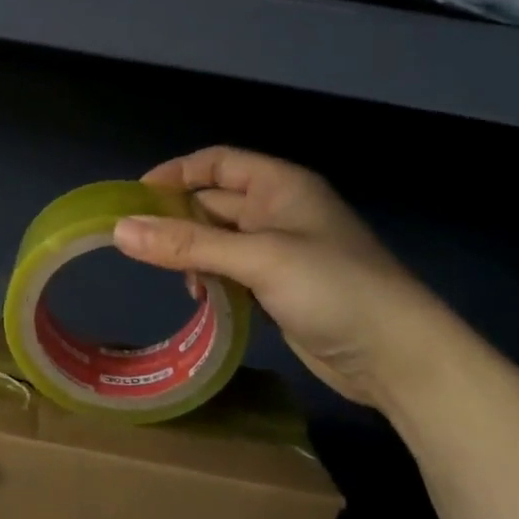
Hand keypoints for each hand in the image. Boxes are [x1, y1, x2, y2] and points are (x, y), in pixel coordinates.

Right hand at [112, 147, 458, 409]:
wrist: (398, 357)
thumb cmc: (334, 289)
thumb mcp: (257, 259)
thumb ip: (188, 244)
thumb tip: (119, 230)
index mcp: (280, 186)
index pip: (217, 162)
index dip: (176, 173)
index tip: (134, 197)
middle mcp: (278, 211)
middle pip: (212, 201)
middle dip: (177, 218)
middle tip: (136, 243)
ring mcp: (279, 251)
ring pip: (217, 239)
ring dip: (191, 253)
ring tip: (175, 276)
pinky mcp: (279, 287)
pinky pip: (230, 270)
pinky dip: (209, 278)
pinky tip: (200, 297)